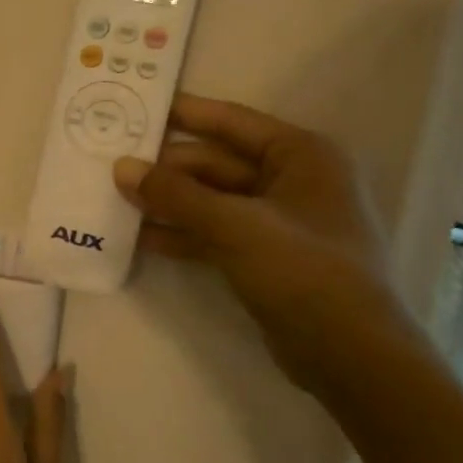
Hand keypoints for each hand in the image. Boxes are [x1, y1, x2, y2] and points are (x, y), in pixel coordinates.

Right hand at [113, 96, 414, 383]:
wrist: (350, 355)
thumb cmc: (304, 271)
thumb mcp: (234, 225)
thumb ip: (175, 194)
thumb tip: (121, 167)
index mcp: (301, 155)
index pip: (231, 122)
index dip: (184, 113)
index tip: (137, 106)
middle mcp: (292, 180)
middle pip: (216, 163)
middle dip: (167, 167)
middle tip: (112, 164)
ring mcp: (278, 221)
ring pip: (211, 200)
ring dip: (169, 201)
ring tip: (115, 199)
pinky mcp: (265, 256)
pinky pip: (215, 232)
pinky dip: (182, 233)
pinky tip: (140, 237)